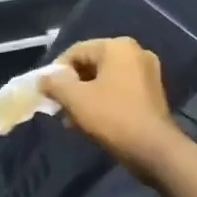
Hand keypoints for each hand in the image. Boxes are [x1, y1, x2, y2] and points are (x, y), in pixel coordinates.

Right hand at [39, 39, 185, 180]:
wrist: (153, 149)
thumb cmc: (112, 117)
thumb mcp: (75, 99)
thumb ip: (54, 84)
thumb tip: (43, 79)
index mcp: (118, 47)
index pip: (76, 51)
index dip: (56, 71)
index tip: (46, 92)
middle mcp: (136, 53)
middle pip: (91, 64)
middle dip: (71, 85)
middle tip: (58, 107)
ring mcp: (147, 73)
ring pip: (104, 79)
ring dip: (85, 96)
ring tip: (71, 119)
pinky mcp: (151, 93)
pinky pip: (118, 90)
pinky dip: (102, 101)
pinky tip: (90, 121)